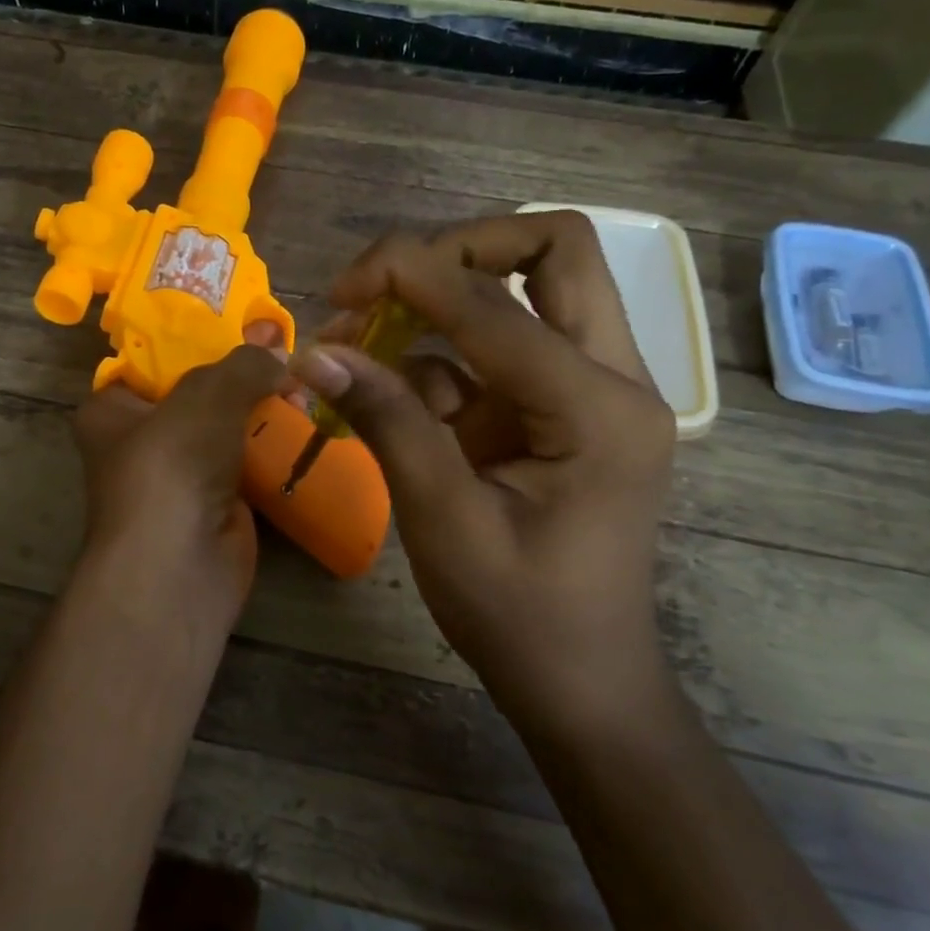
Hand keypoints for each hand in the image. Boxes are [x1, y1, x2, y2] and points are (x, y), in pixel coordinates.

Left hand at [73, 325, 291, 637]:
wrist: (180, 564)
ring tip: (303, 382)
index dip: (196, 339)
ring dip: (261, 411)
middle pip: (196, 394)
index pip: (153, 361)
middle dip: (240, 375)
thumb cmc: (172, 464)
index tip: (242, 322)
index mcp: (111, 410)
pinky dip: (271, 449)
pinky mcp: (213, 504)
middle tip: (284, 351)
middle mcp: (139, 441)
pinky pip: (246, 465)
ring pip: (225, 430)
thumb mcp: (206, 395)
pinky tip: (306, 424)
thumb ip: (242, 364)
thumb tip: (275, 348)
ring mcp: (178, 476)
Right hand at [290, 213, 677, 716]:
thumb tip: (316, 354)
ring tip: (364, 335)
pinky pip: (503, 348)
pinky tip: (390, 390)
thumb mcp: (443, 520)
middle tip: (384, 282)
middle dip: (459, 248)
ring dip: (444, 296)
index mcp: (598, 409)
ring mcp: (592, 390)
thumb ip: (387, 423)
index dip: (409, 276)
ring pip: (532, 287)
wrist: (580, 682)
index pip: (496, 304)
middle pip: (553, 249)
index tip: (338, 289)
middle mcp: (613, 379)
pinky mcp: (562, 409)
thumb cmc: (520, 616)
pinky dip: (442, 354)